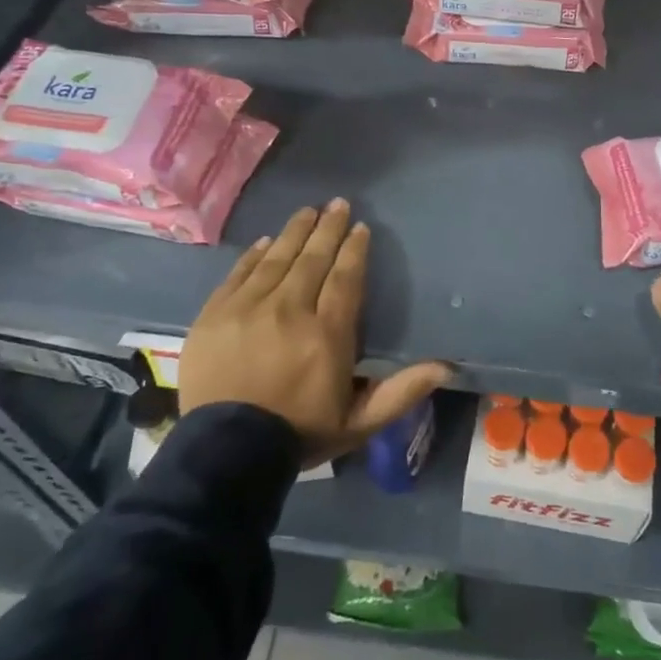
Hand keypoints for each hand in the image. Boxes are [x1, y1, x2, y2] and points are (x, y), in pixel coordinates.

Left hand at [180, 200, 452, 467]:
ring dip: (295, 232)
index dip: (354, 250)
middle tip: (337, 204)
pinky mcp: (214, 315)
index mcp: (327, 334)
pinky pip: (239, 274)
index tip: (360, 227)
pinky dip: (254, 255)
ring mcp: (248, 310)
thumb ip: (401, 391)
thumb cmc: (298, 434)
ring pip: (277, 259)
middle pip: (312, 259)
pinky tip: (265, 241)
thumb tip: (446, 367)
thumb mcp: (359, 422)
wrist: (225, 456)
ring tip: (307, 211)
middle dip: (327, 228)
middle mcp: (289, 311)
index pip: (345, 278)